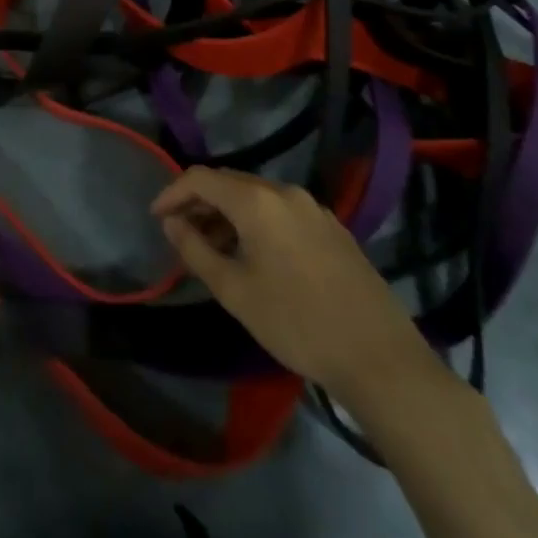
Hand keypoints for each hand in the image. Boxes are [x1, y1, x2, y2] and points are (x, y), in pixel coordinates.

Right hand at [151, 166, 436, 405]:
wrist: (381, 359)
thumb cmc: (297, 323)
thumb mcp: (234, 291)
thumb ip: (195, 250)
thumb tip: (172, 223)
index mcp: (257, 201)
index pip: (200, 178)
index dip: (172, 193)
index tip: (156, 218)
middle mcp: (285, 192)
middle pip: (229, 183)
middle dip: (199, 203)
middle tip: (180, 233)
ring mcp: (314, 209)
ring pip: (256, 198)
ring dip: (228, 214)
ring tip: (213, 249)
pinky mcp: (333, 229)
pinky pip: (281, 212)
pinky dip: (256, 223)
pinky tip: (254, 256)